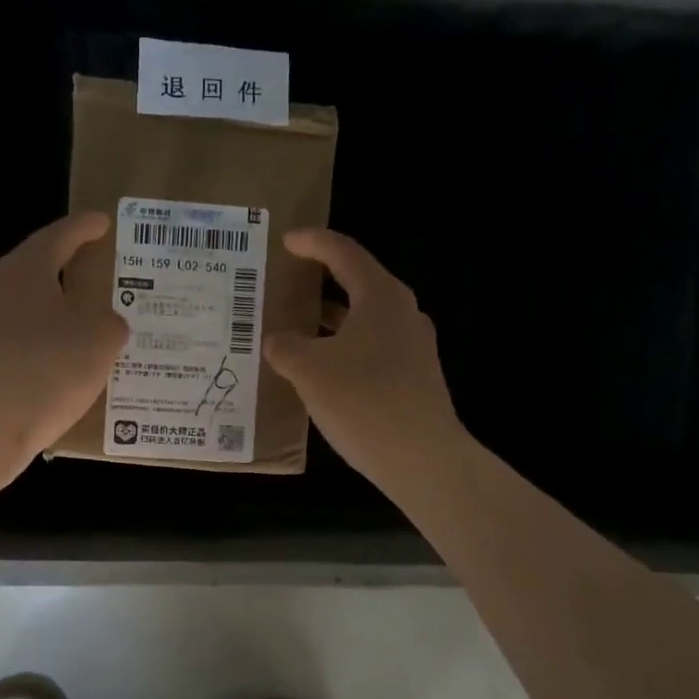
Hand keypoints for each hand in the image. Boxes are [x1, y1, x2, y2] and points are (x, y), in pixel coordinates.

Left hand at [0, 211, 129, 462]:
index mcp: (26, 270)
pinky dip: (41, 343)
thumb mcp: (100, 340)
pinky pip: (17, 340)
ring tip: (83, 322)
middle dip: (66, 269)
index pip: (60, 236)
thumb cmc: (48, 368)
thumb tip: (104, 322)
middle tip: (94, 270)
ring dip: (53, 310)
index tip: (102, 222)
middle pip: (36, 269)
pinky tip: (60, 363)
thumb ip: (111, 322)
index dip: (85, 228)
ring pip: (25, 306)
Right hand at [264, 228, 465, 487]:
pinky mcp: (415, 377)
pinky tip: (322, 371)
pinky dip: (345, 348)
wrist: (422, 458)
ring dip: (332, 321)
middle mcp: (403, 313)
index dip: (312, 243)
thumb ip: (286, 347)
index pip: (343, 253)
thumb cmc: (363, 400)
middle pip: (358, 284)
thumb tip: (276, 340)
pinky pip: (373, 349)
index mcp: (381, 297)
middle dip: (321, 282)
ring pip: (365, 320)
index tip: (286, 241)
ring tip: (297, 328)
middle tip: (288, 283)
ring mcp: (414, 347)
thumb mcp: (309, 371)